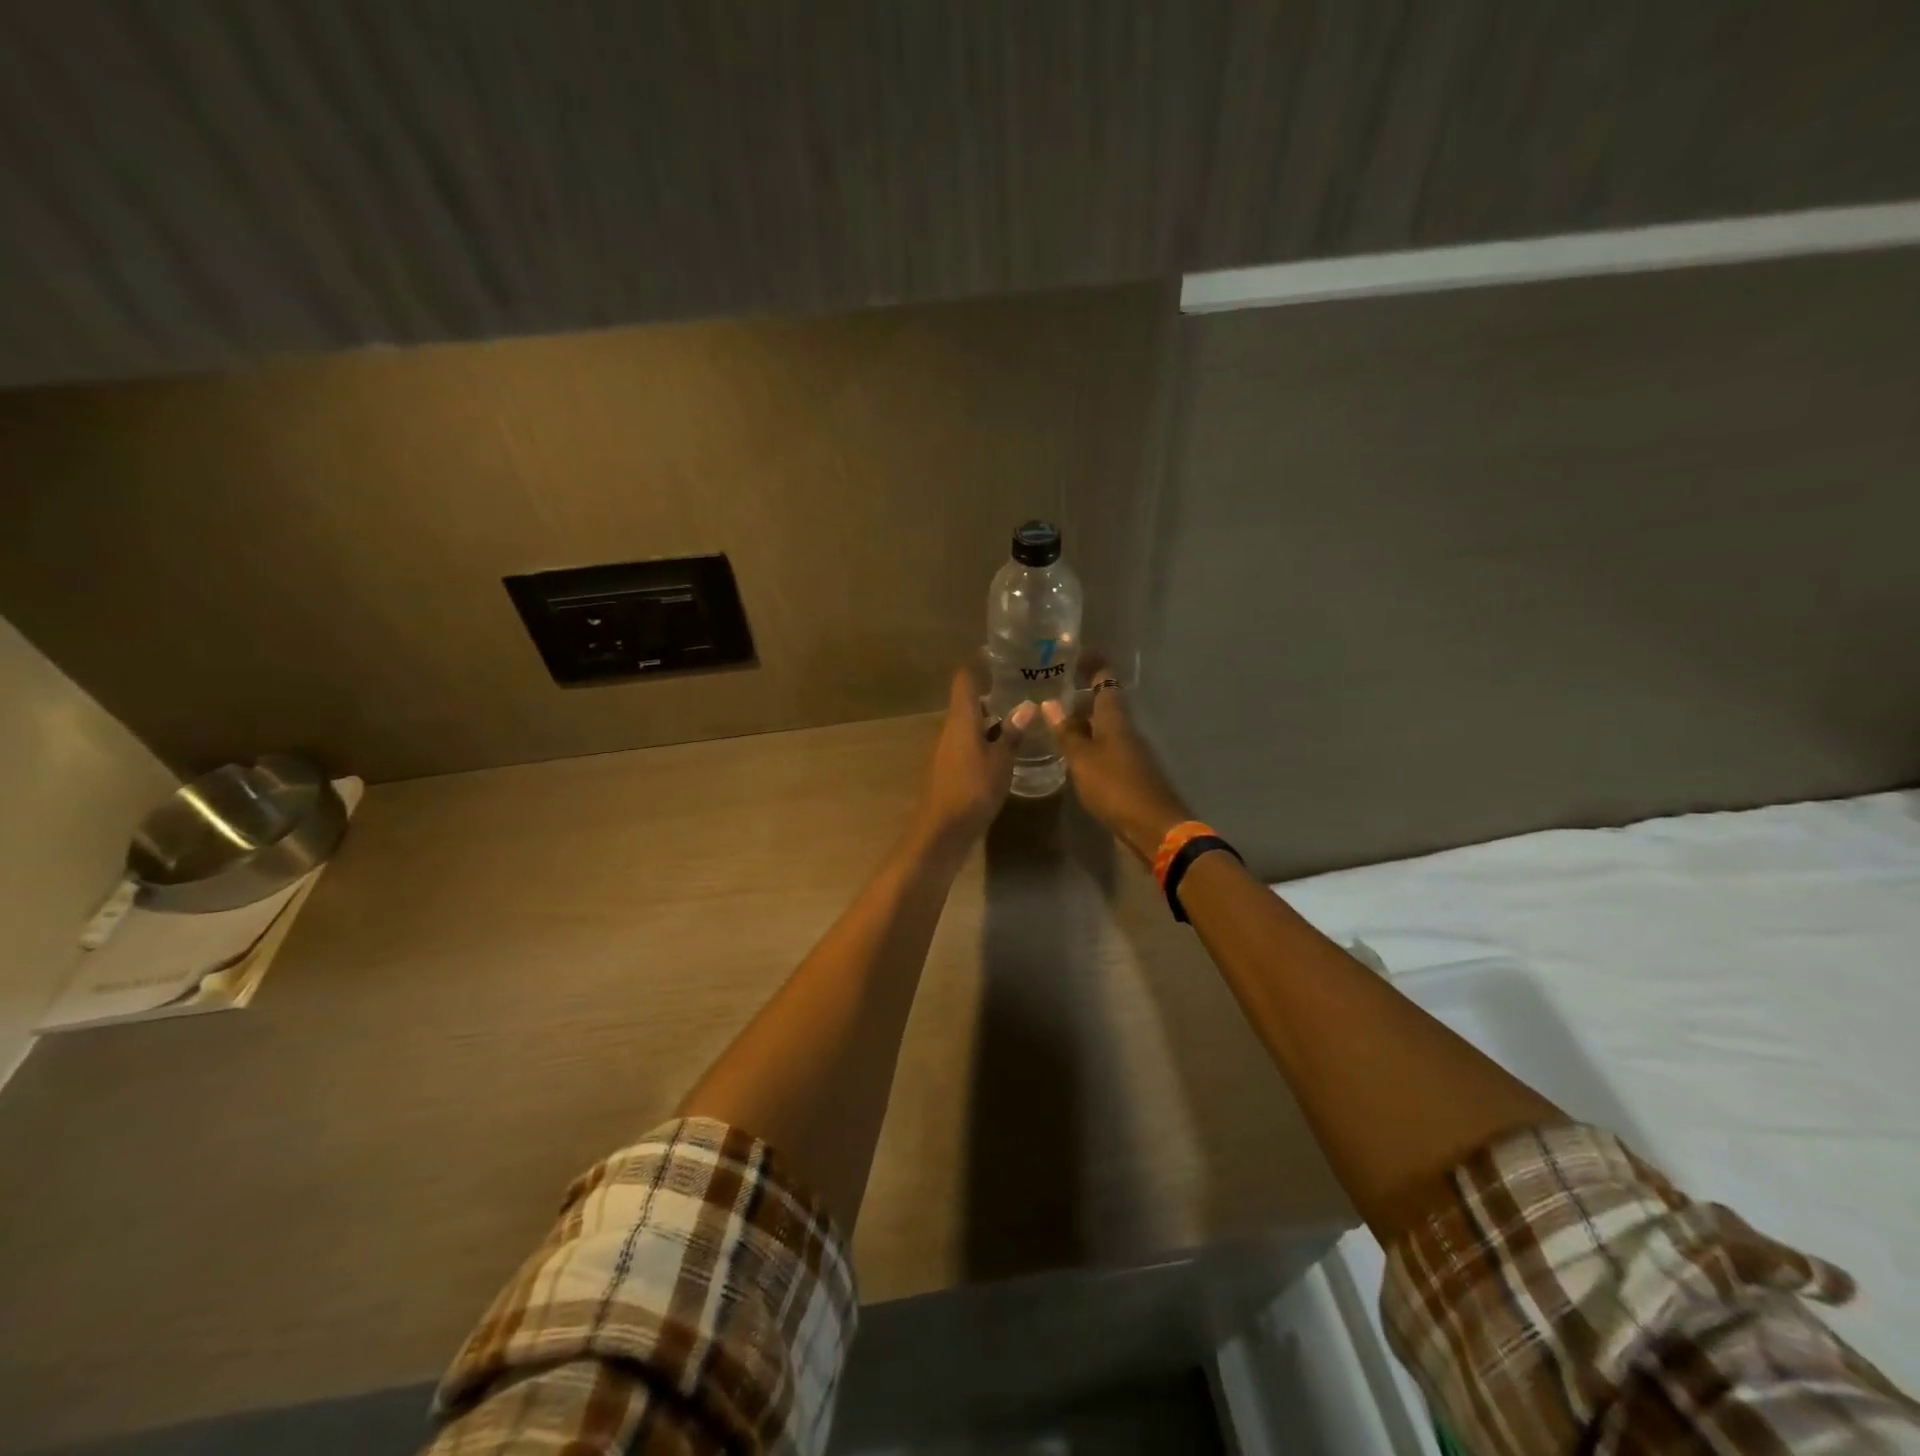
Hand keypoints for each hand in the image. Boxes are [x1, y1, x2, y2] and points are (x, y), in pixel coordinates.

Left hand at [913, 661, 1035, 848]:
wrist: (941, 832)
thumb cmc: (971, 791)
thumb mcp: (1000, 762)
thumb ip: (1012, 734)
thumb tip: (1027, 706)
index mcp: (961, 719)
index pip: (965, 679)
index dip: (979, 662)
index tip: (1001, 653)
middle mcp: (951, 728)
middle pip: (970, 700)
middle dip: (994, 690)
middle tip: (1024, 683)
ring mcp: (950, 749)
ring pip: (972, 722)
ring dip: (993, 716)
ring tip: (1024, 711)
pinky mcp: (953, 768)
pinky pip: (972, 742)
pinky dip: (989, 737)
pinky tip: (1010, 745)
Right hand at [1042, 656, 1191, 864]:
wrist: (1153, 826)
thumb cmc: (1115, 786)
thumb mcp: (1082, 759)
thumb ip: (1066, 732)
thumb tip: (1049, 703)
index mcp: (1115, 718)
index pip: (1105, 679)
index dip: (1091, 664)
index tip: (1074, 653)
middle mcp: (1125, 728)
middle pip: (1104, 703)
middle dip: (1080, 695)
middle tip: (1051, 691)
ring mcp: (1129, 751)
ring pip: (1103, 727)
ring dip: (1082, 721)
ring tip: (1053, 722)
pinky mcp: (1129, 772)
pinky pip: (1105, 748)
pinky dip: (1088, 744)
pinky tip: (1071, 754)